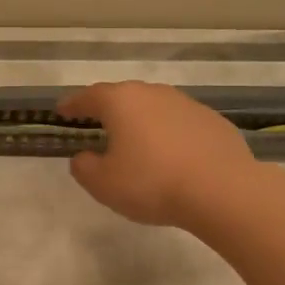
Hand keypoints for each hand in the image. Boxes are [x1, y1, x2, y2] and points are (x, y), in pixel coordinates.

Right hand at [59, 81, 261, 229]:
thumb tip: (83, 157)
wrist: (222, 190)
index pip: (89, 97)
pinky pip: (181, 124)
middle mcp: (153, 94)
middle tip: (99, 124)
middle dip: (109, 110)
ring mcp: (187, 104)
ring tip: (137, 142)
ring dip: (142, 122)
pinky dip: (170, 134)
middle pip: (123, 97)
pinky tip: (172, 156)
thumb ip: (84, 167)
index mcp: (121, 102)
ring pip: (155, 108)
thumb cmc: (152, 183)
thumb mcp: (103, 184)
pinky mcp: (213, 121)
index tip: (62, 111)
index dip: (73, 105)